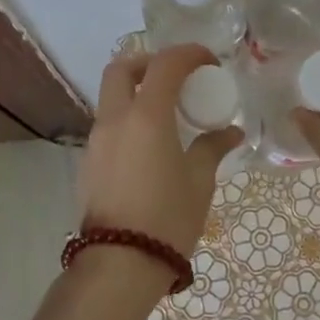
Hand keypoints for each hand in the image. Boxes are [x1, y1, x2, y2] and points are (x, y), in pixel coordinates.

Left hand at [80, 44, 244, 261]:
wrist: (119, 265)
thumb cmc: (167, 217)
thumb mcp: (199, 181)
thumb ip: (212, 148)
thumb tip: (230, 132)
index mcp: (146, 116)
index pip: (165, 64)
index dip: (188, 54)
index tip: (209, 62)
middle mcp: (115, 120)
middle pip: (122, 69)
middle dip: (149, 63)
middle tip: (176, 77)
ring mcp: (96, 141)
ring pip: (111, 98)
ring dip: (137, 92)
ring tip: (167, 115)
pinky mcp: (89, 163)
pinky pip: (108, 125)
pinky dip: (129, 120)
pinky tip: (150, 147)